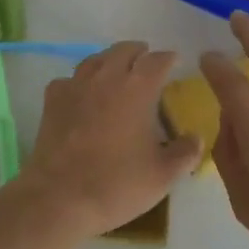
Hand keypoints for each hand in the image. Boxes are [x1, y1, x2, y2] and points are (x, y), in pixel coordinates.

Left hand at [11, 41, 200, 244]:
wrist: (59, 198)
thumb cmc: (117, 184)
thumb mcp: (163, 175)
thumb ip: (185, 153)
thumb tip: (196, 138)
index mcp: (138, 88)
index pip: (157, 60)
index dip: (168, 58)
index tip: (175, 61)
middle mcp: (107, 77)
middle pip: (124, 50)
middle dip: (139, 52)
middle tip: (146, 62)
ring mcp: (76, 86)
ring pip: (95, 59)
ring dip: (109, 60)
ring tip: (116, 71)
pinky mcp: (52, 100)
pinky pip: (69, 79)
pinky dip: (80, 81)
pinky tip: (82, 94)